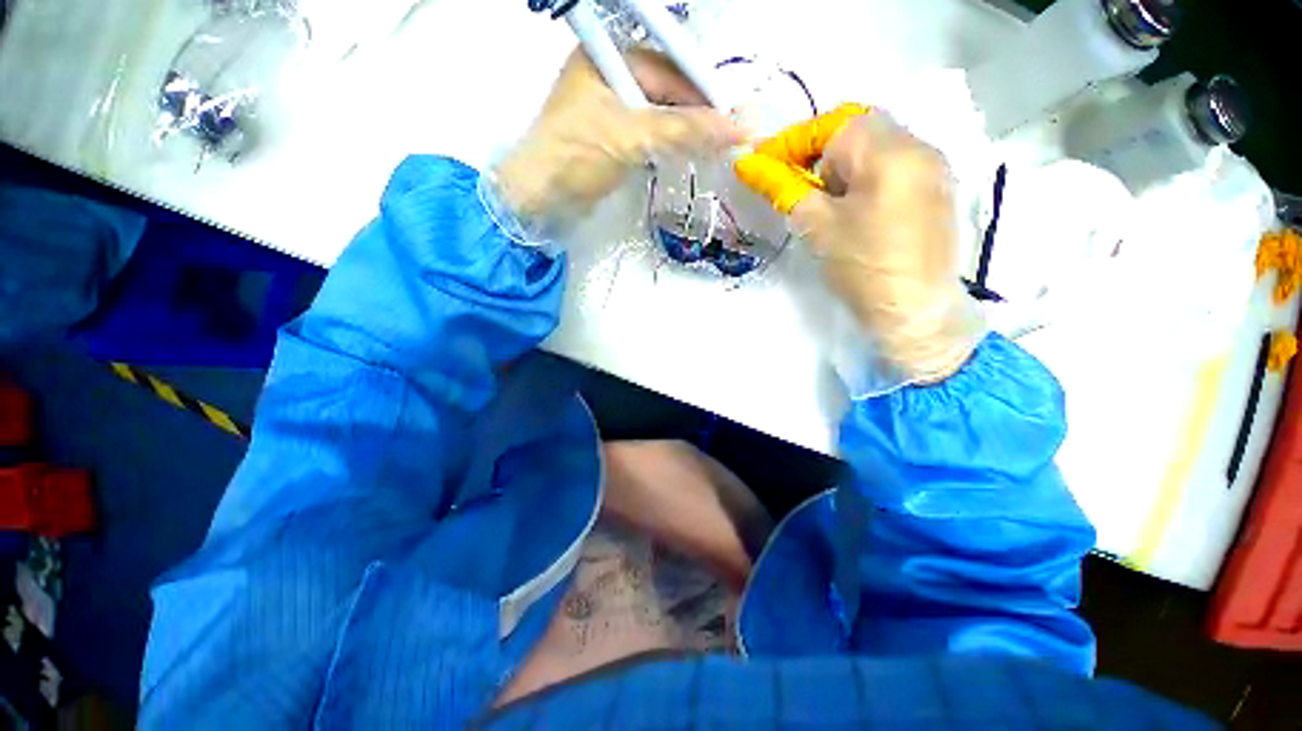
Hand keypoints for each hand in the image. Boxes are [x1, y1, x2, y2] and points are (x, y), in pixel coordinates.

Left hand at [495, 48, 744, 230]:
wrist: (540, 199)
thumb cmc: (576, 157)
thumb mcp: (631, 136)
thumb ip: (684, 130)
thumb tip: (736, 127)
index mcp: (608, 58)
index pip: (669, 68)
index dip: (703, 92)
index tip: (733, 116)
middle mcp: (611, 76)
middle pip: (667, 90)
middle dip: (697, 114)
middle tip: (729, 136)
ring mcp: (612, 109)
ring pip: (662, 114)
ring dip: (687, 132)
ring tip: (716, 148)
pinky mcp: (614, 139)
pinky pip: (651, 135)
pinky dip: (671, 145)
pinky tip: (689, 155)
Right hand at [738, 110, 984, 380]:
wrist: (914, 311)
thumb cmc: (861, 268)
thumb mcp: (816, 226)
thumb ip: (783, 188)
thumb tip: (748, 163)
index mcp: (888, 151)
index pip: (831, 125)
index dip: (793, 144)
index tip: (765, 166)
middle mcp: (918, 145)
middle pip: (857, 130)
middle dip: (820, 157)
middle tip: (802, 192)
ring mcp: (933, 167)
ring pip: (876, 148)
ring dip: (843, 169)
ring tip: (830, 208)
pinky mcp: (936, 189)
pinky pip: (893, 166)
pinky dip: (866, 179)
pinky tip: (857, 213)